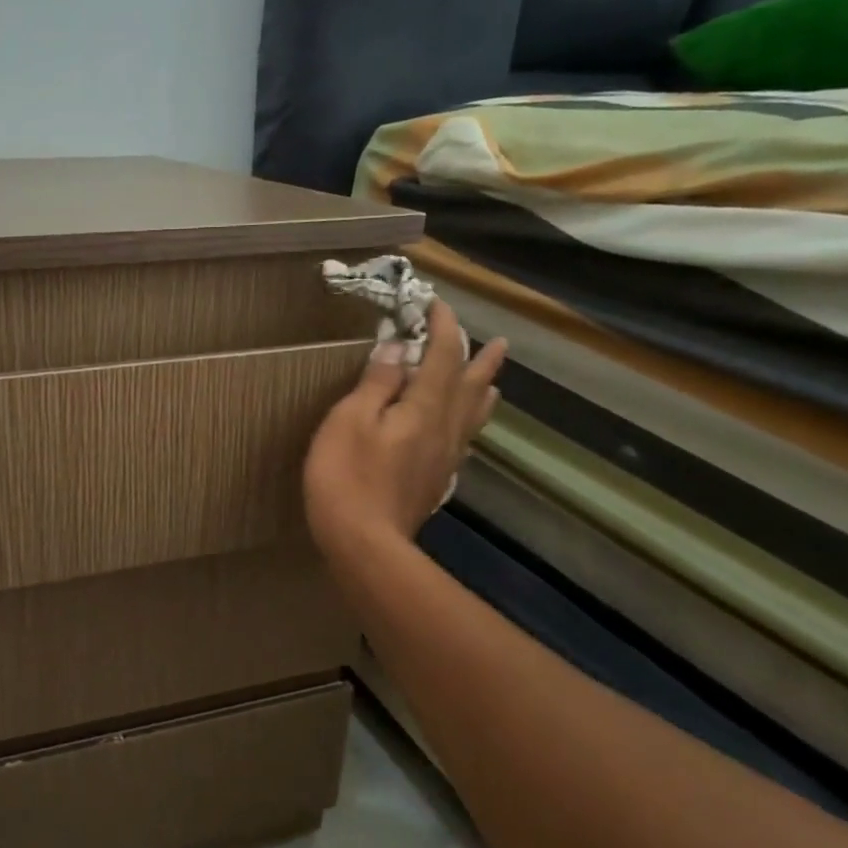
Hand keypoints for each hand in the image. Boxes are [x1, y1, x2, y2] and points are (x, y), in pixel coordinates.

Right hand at [304, 301, 506, 557]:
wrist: (364, 544)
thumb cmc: (347, 476)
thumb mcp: (351, 420)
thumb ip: (377, 383)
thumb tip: (397, 347)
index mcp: (425, 408)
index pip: (442, 356)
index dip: (443, 327)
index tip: (437, 303)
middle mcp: (445, 429)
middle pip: (469, 387)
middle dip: (480, 360)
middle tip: (499, 342)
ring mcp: (443, 459)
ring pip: (472, 417)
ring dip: (483, 392)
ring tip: (492, 382)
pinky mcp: (435, 482)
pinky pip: (462, 441)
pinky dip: (468, 424)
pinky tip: (462, 432)